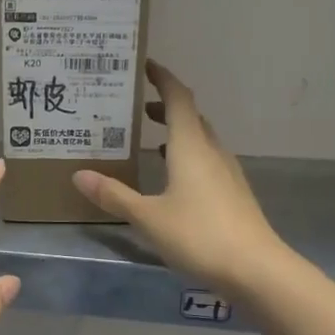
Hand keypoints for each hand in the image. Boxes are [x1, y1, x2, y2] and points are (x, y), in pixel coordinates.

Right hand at [72, 60, 283, 292]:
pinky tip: (174, 179)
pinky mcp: (233, 194)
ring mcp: (227, 173)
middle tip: (139, 108)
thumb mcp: (148, 216)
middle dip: (166, 107)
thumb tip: (79, 174)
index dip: (162, 78)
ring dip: (178, 133)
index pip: (178, 98)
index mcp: (191, 147)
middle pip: (191, 117)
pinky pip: (207, 162)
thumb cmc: (198, 235)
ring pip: (201, 141)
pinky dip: (187, 157)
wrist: (255, 269)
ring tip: (151, 140)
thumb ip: (114, 195)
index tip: (145, 66)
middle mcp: (212, 152)